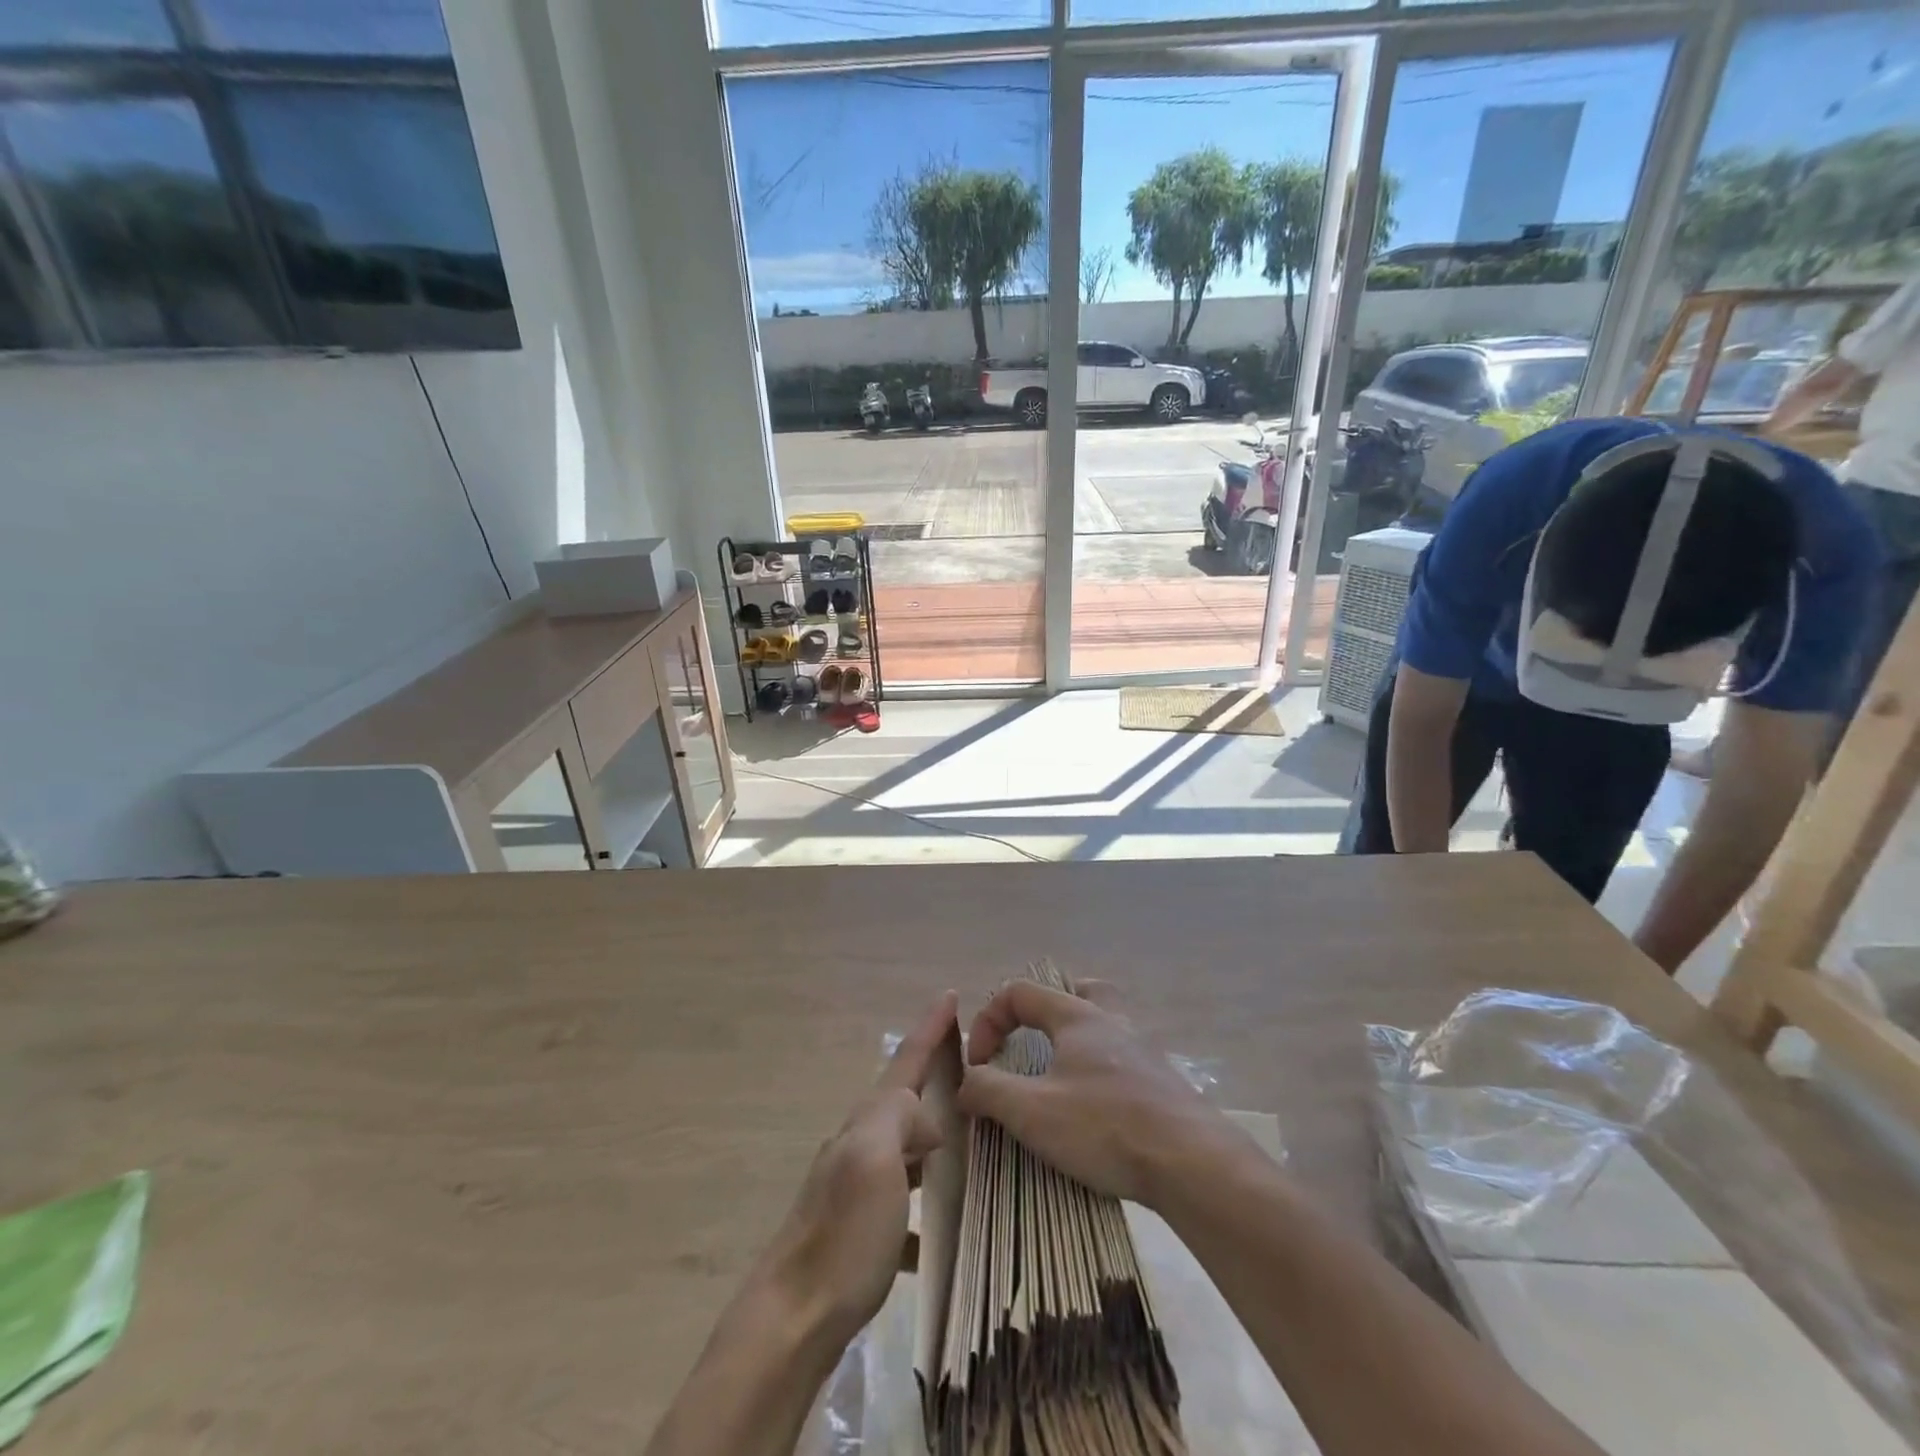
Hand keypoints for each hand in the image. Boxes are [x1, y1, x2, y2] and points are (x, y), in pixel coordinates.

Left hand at [754, 991, 957, 1349]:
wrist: (790, 1320)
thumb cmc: (842, 1236)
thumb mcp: (875, 1160)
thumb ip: (899, 1120)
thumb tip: (926, 1121)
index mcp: (867, 1123)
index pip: (905, 1062)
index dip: (930, 1027)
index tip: (951, 993)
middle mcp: (858, 1145)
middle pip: (902, 1098)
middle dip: (931, 1075)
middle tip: (969, 1066)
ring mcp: (854, 1187)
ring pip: (902, 1145)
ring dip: (930, 1133)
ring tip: (966, 1137)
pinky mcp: (855, 1230)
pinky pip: (900, 1198)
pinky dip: (922, 1199)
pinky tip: (940, 1227)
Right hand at [955, 981, 1237, 1207]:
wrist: (1193, 1162)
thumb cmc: (1105, 1125)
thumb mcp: (1032, 1111)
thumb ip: (989, 1090)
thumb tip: (966, 1082)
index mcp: (1077, 1015)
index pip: (1019, 992)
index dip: (988, 1021)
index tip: (980, 1066)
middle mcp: (1111, 1021)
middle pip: (1076, 991)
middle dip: (1044, 1011)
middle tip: (1030, 1042)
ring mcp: (1143, 1050)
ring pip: (1103, 1025)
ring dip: (1073, 1043)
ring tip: (1057, 1078)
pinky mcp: (1162, 1083)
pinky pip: (1121, 1061)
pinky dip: (1099, 1073)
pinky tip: (1094, 1110)